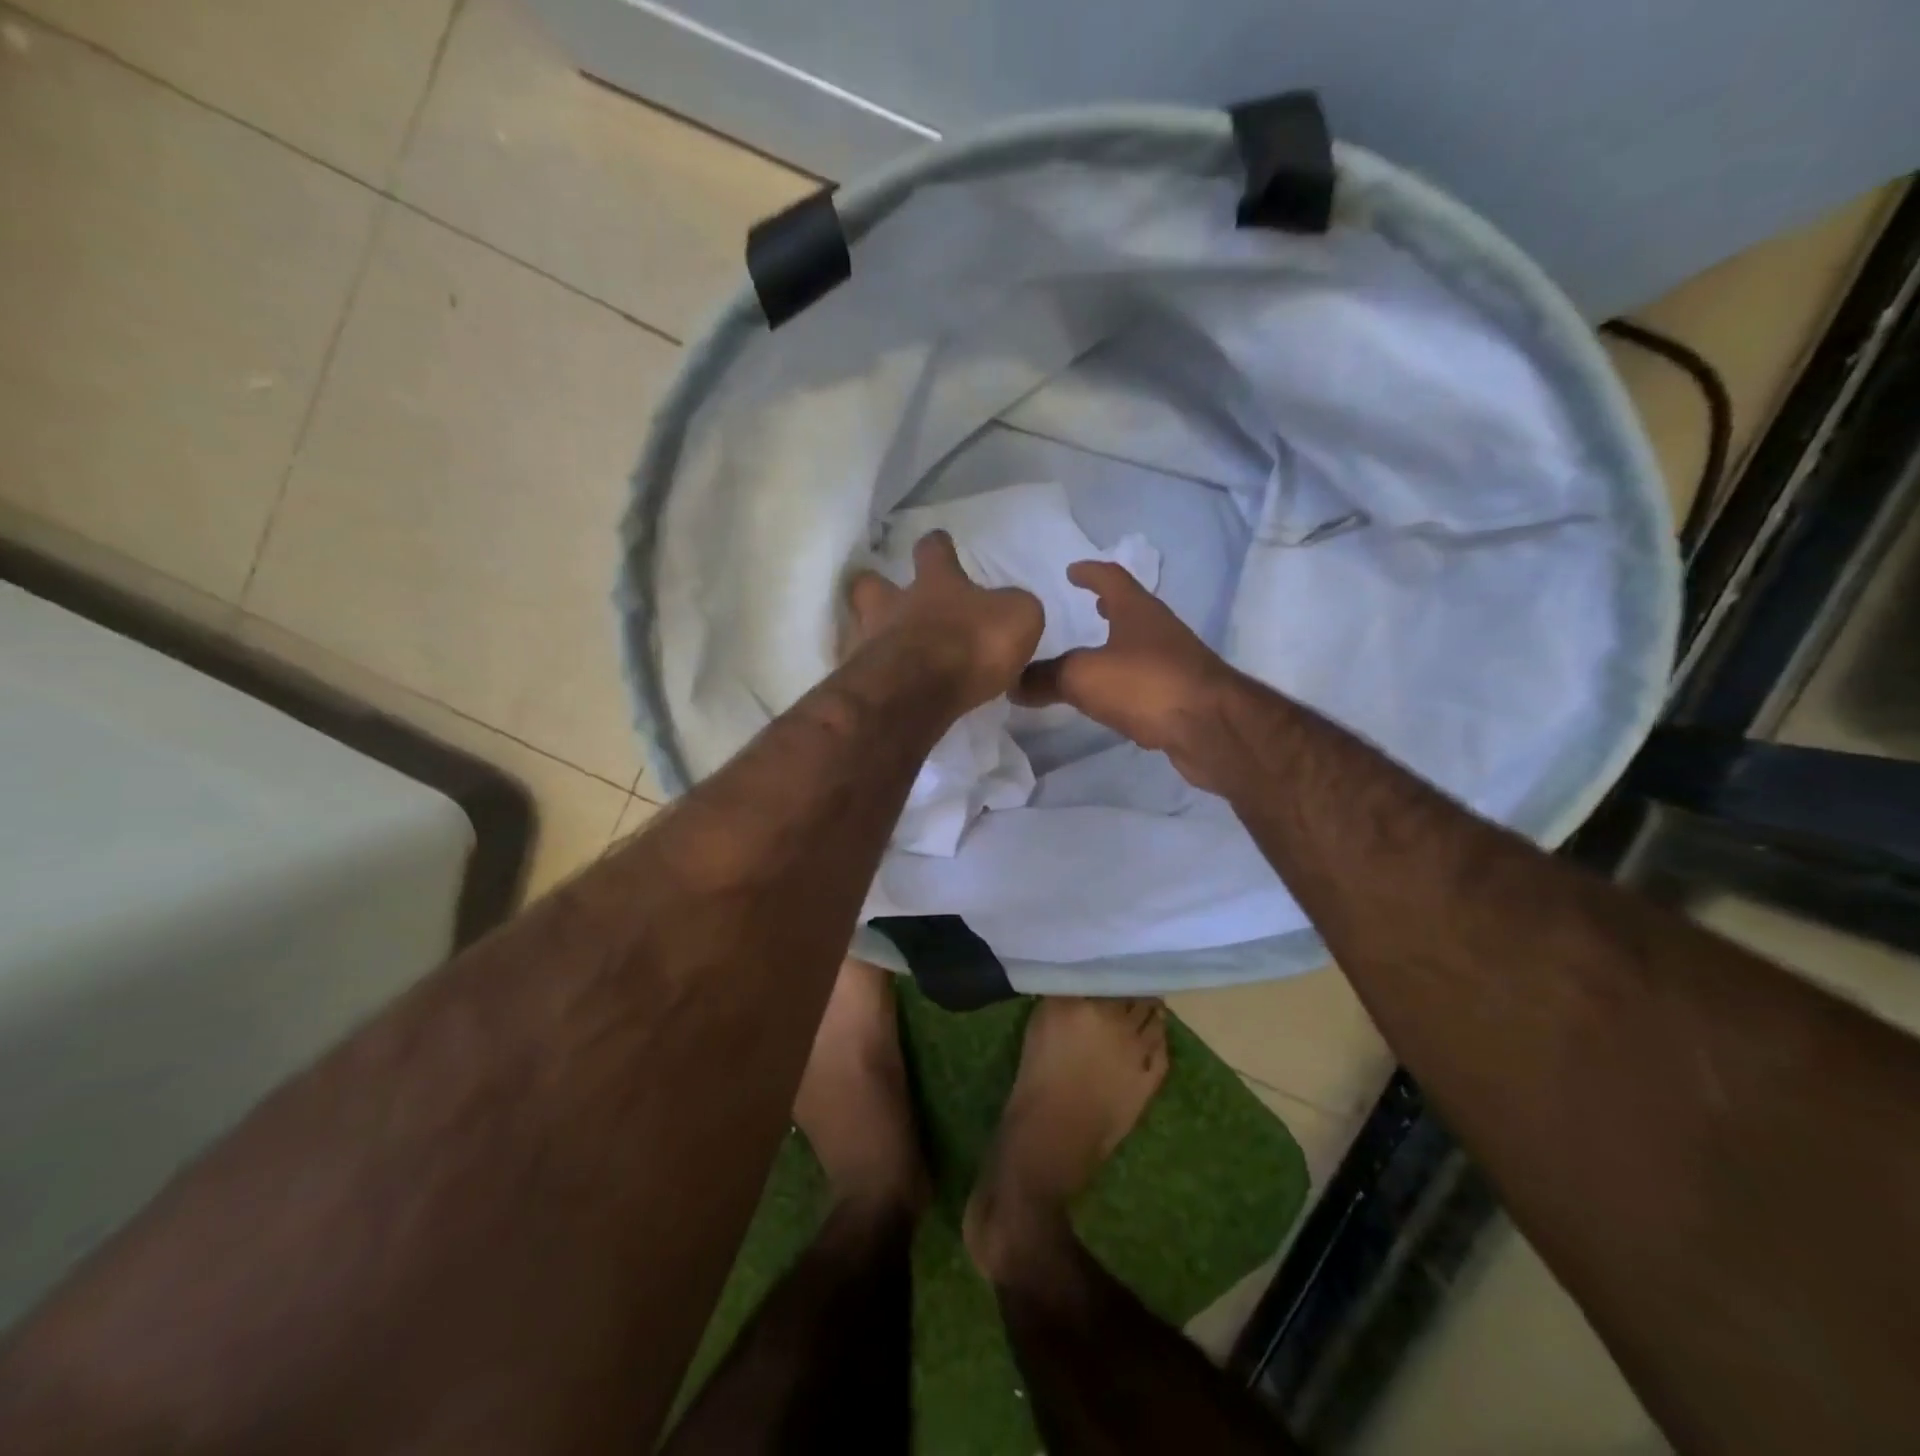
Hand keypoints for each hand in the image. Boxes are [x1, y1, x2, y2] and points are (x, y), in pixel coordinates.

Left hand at [845, 531, 1043, 713]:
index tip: (939, 541)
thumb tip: (1009, 612)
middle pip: (873, 584)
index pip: (934, 550)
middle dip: (877, 585)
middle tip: (887, 595)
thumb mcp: (1018, 617)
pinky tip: (887, 686)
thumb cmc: (971, 644)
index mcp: (938, 583)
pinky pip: (866, 671)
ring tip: (884, 646)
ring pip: (861, 626)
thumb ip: (1014, 609)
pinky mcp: (864, 681)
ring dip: (871, 632)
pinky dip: (874, 675)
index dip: (938, 545)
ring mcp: (873, 642)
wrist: (918, 692)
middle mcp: (897, 605)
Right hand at [1015, 560, 1235, 788]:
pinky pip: (1145, 679)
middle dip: (1108, 605)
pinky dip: (1126, 679)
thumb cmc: (1146, 686)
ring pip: (1140, 645)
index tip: (1072, 570)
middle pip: (1131, 609)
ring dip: (1118, 644)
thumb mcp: (1083, 677)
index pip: (1111, 577)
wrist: (1211, 729)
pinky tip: (1112, 696)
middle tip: (1087, 605)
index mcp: (1137, 611)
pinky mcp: (1181, 695)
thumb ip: (1045, 678)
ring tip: (1093, 653)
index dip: (1090, 572)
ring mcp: (1175, 662)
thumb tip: (1012, 682)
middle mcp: (1160, 630)